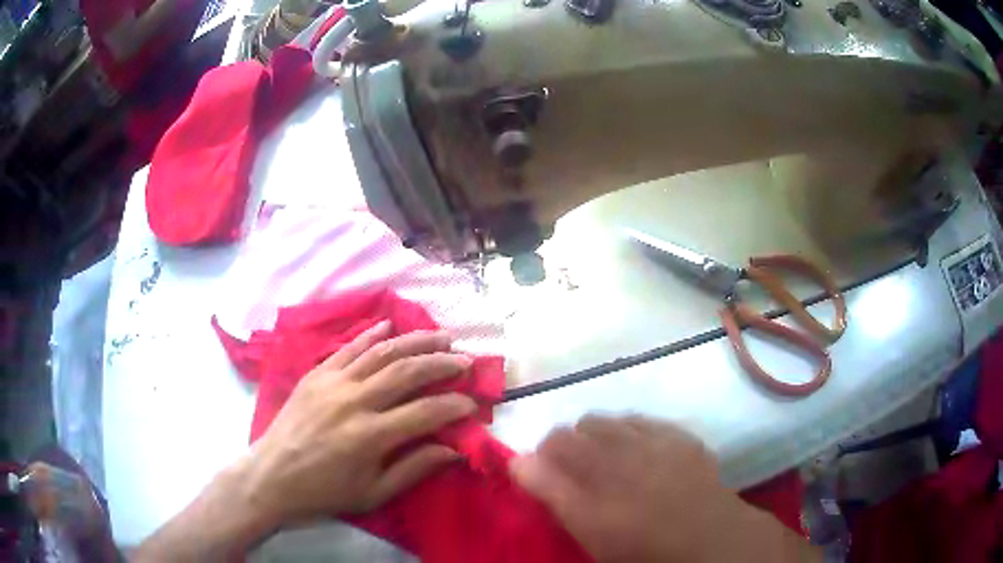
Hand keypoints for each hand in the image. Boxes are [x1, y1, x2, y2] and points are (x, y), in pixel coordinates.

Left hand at [239, 320, 476, 527]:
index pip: (425, 412)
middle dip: (441, 363)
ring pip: (381, 352)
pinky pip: (347, 348)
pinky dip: (370, 334)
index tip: (472, 403)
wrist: (272, 477)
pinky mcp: (316, 374)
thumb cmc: (325, 492)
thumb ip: (414, 468)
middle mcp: (354, 401)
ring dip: (414, 341)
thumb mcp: (374, 493)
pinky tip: (389, 325)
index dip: (454, 405)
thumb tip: (453, 449)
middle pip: (406, 372)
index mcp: (370, 436)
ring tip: (440, 336)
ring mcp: (332, 382)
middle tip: (465, 360)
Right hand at [510, 416, 818, 562]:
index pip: (551, 445)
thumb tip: (518, 462)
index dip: (541, 457)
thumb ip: (552, 493)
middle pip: (577, 428)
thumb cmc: (642, 546)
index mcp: (593, 477)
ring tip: (608, 461)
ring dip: (598, 436)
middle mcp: (621, 450)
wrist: (706, 536)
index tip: (545, 475)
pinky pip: (641, 421)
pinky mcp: (677, 435)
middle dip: (568, 446)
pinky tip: (639, 453)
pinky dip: (630, 432)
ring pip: (608, 420)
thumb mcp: (590, 531)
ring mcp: (652, 438)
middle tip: (577, 471)